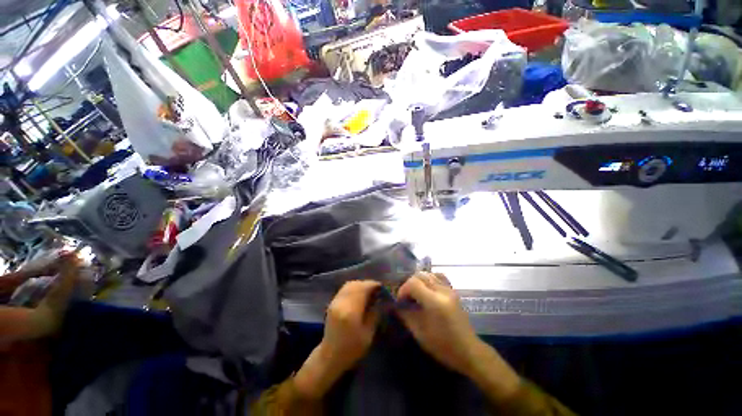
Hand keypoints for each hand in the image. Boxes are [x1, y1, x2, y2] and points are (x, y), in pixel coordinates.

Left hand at [294, 280, 380, 398]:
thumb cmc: (351, 349)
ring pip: (349, 284)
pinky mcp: (332, 302)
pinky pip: (344, 289)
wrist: (330, 356)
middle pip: (356, 284)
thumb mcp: (368, 334)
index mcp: (351, 310)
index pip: (363, 289)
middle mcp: (342, 302)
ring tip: (368, 291)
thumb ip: (374, 314)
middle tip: (376, 289)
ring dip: (360, 285)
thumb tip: (380, 300)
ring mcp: (335, 301)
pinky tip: (359, 294)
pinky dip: (353, 288)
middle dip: (367, 284)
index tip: (382, 287)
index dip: (373, 285)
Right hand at [396, 272, 480, 374]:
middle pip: (420, 275)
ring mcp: (449, 289)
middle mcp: (442, 291)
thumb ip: (406, 315)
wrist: (468, 351)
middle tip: (406, 296)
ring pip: (429, 274)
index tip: (400, 300)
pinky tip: (427, 289)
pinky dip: (429, 279)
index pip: (413, 283)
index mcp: (434, 301)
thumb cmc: (443, 346)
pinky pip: (439, 277)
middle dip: (409, 283)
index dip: (403, 289)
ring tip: (415, 293)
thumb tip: (397, 305)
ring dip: (419, 280)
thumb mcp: (420, 333)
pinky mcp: (453, 291)